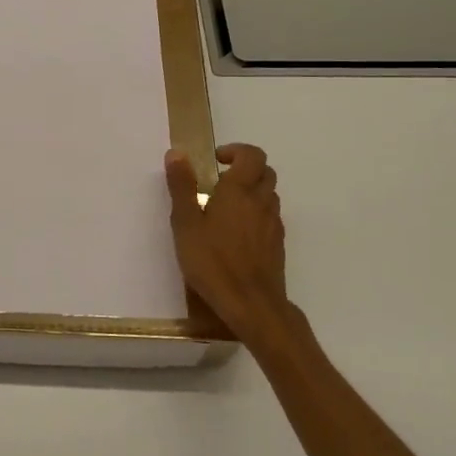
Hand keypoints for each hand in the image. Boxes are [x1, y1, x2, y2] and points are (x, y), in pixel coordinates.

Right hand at [164, 143, 289, 336]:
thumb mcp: (186, 223)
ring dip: (251, 192)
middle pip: (265, 172)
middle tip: (219, 182)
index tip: (216, 161)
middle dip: (245, 170)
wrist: (251, 304)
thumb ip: (182, 187)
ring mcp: (273, 224)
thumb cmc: (212, 261)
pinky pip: (270, 218)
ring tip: (225, 209)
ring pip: (269, 195)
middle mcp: (261, 202)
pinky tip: (236, 235)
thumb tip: (177, 153)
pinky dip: (256, 215)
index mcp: (239, 191)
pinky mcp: (277, 245)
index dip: (236, 151)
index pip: (252, 155)